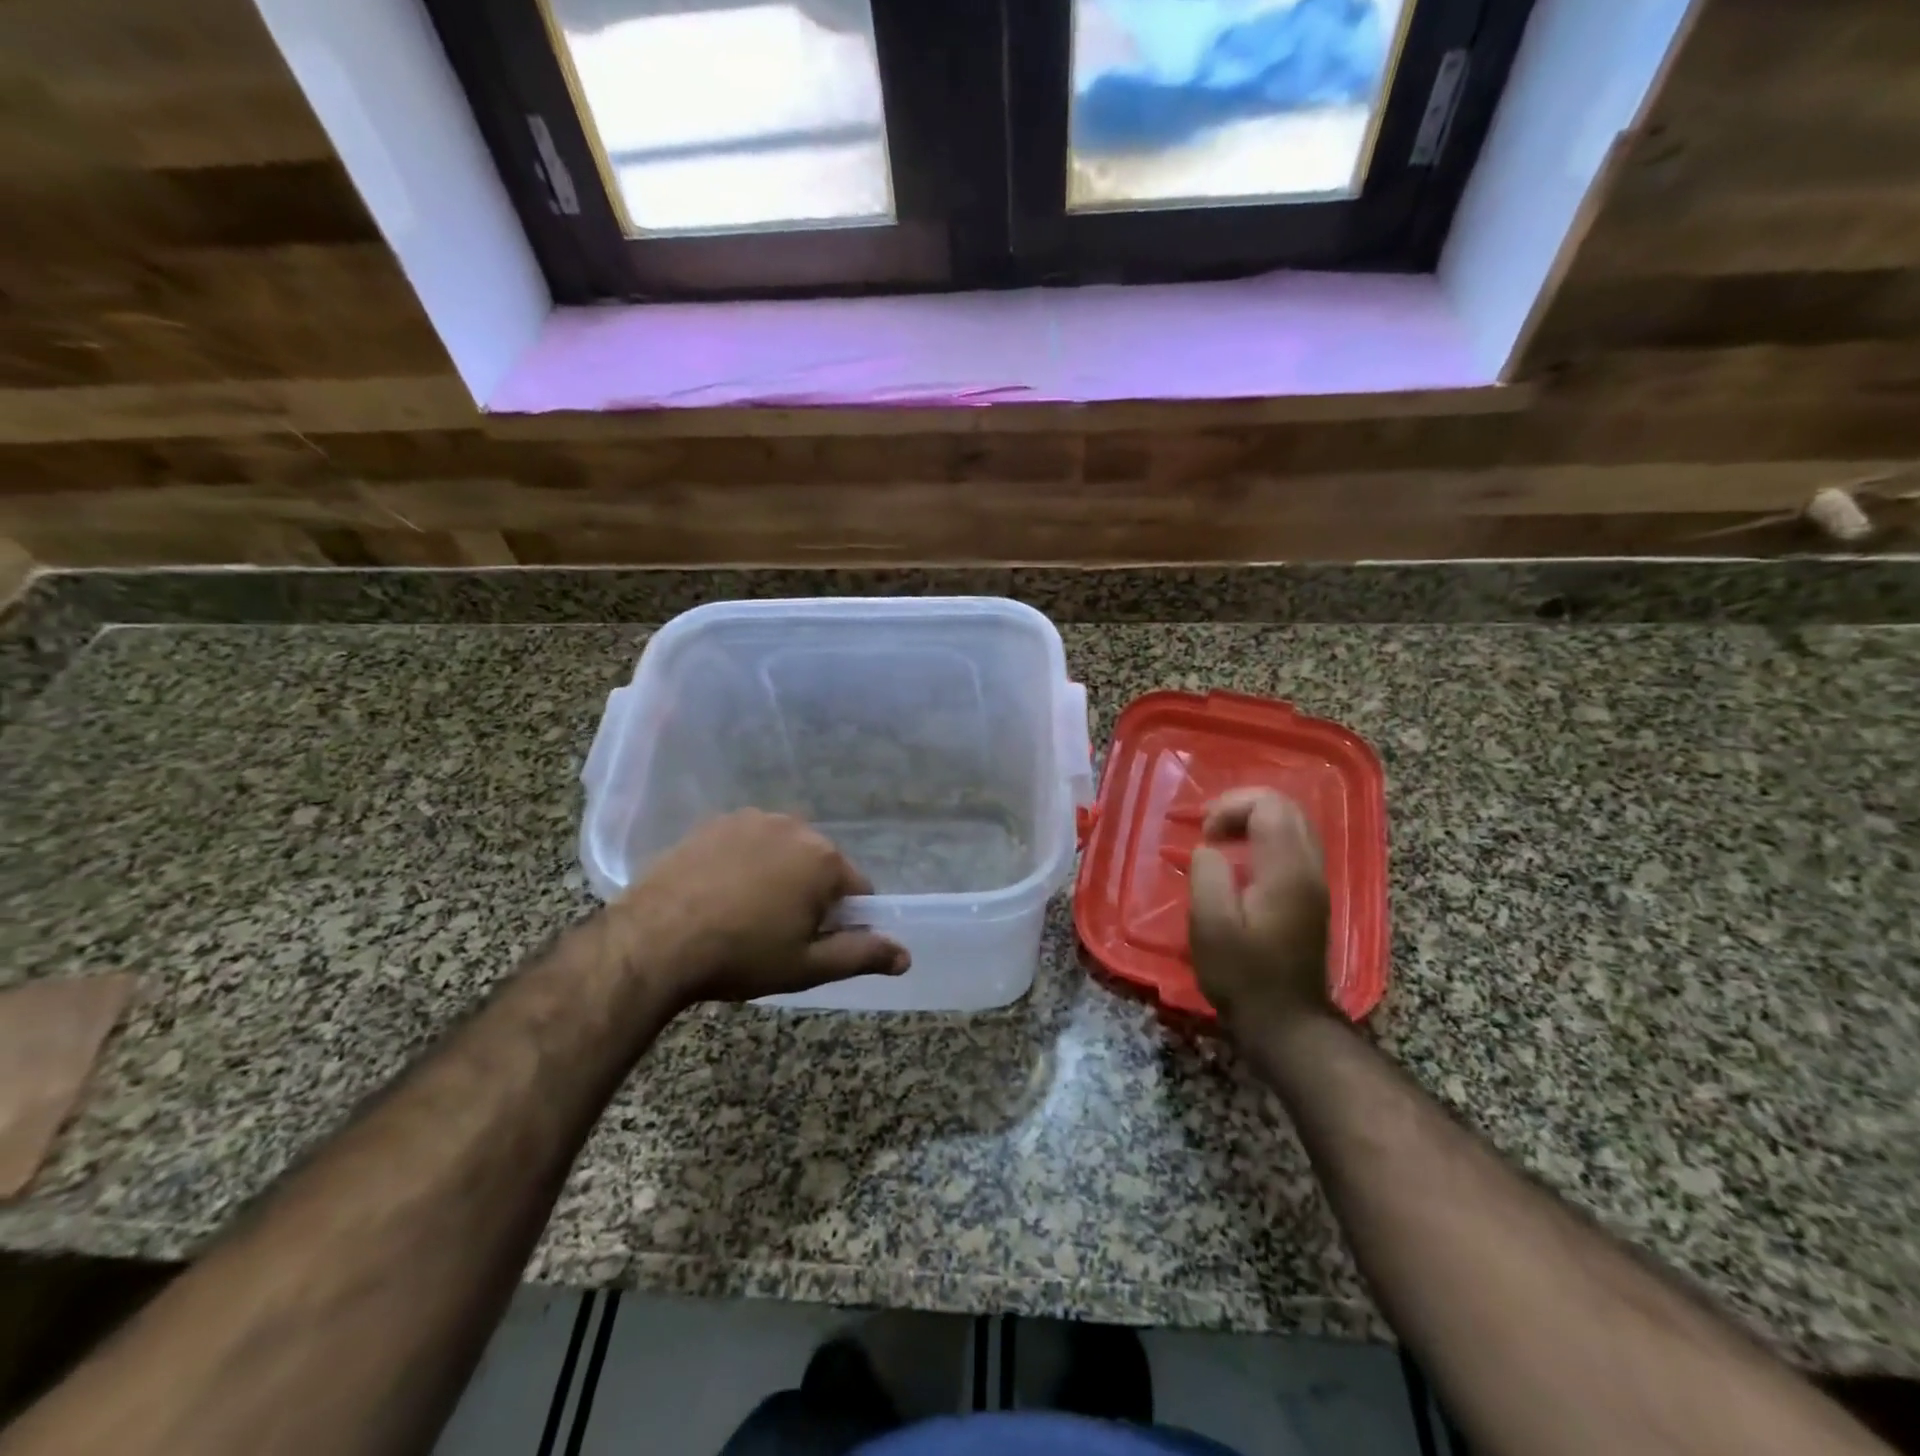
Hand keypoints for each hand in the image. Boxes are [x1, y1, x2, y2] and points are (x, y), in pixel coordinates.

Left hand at [610, 810, 908, 1008]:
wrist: (654, 940)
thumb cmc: (741, 955)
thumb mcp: (807, 966)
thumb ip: (862, 954)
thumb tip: (906, 956)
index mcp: (825, 860)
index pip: (858, 890)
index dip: (843, 920)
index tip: (813, 943)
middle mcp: (795, 827)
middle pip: (820, 865)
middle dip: (809, 895)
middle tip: (776, 933)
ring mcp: (751, 819)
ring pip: (783, 852)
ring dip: (777, 876)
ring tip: (743, 913)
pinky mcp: (714, 822)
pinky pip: (747, 843)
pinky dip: (743, 862)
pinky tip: (718, 892)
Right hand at [1189, 789, 1332, 1035]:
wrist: (1286, 1022)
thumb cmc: (1242, 975)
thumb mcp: (1210, 926)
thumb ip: (1208, 875)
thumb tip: (1210, 849)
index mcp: (1287, 871)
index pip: (1269, 805)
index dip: (1231, 806)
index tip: (1205, 835)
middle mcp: (1310, 868)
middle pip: (1287, 807)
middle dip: (1243, 806)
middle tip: (1209, 830)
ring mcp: (1316, 882)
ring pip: (1294, 824)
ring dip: (1254, 820)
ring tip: (1220, 840)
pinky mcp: (1312, 895)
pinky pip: (1294, 844)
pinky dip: (1265, 838)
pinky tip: (1240, 861)